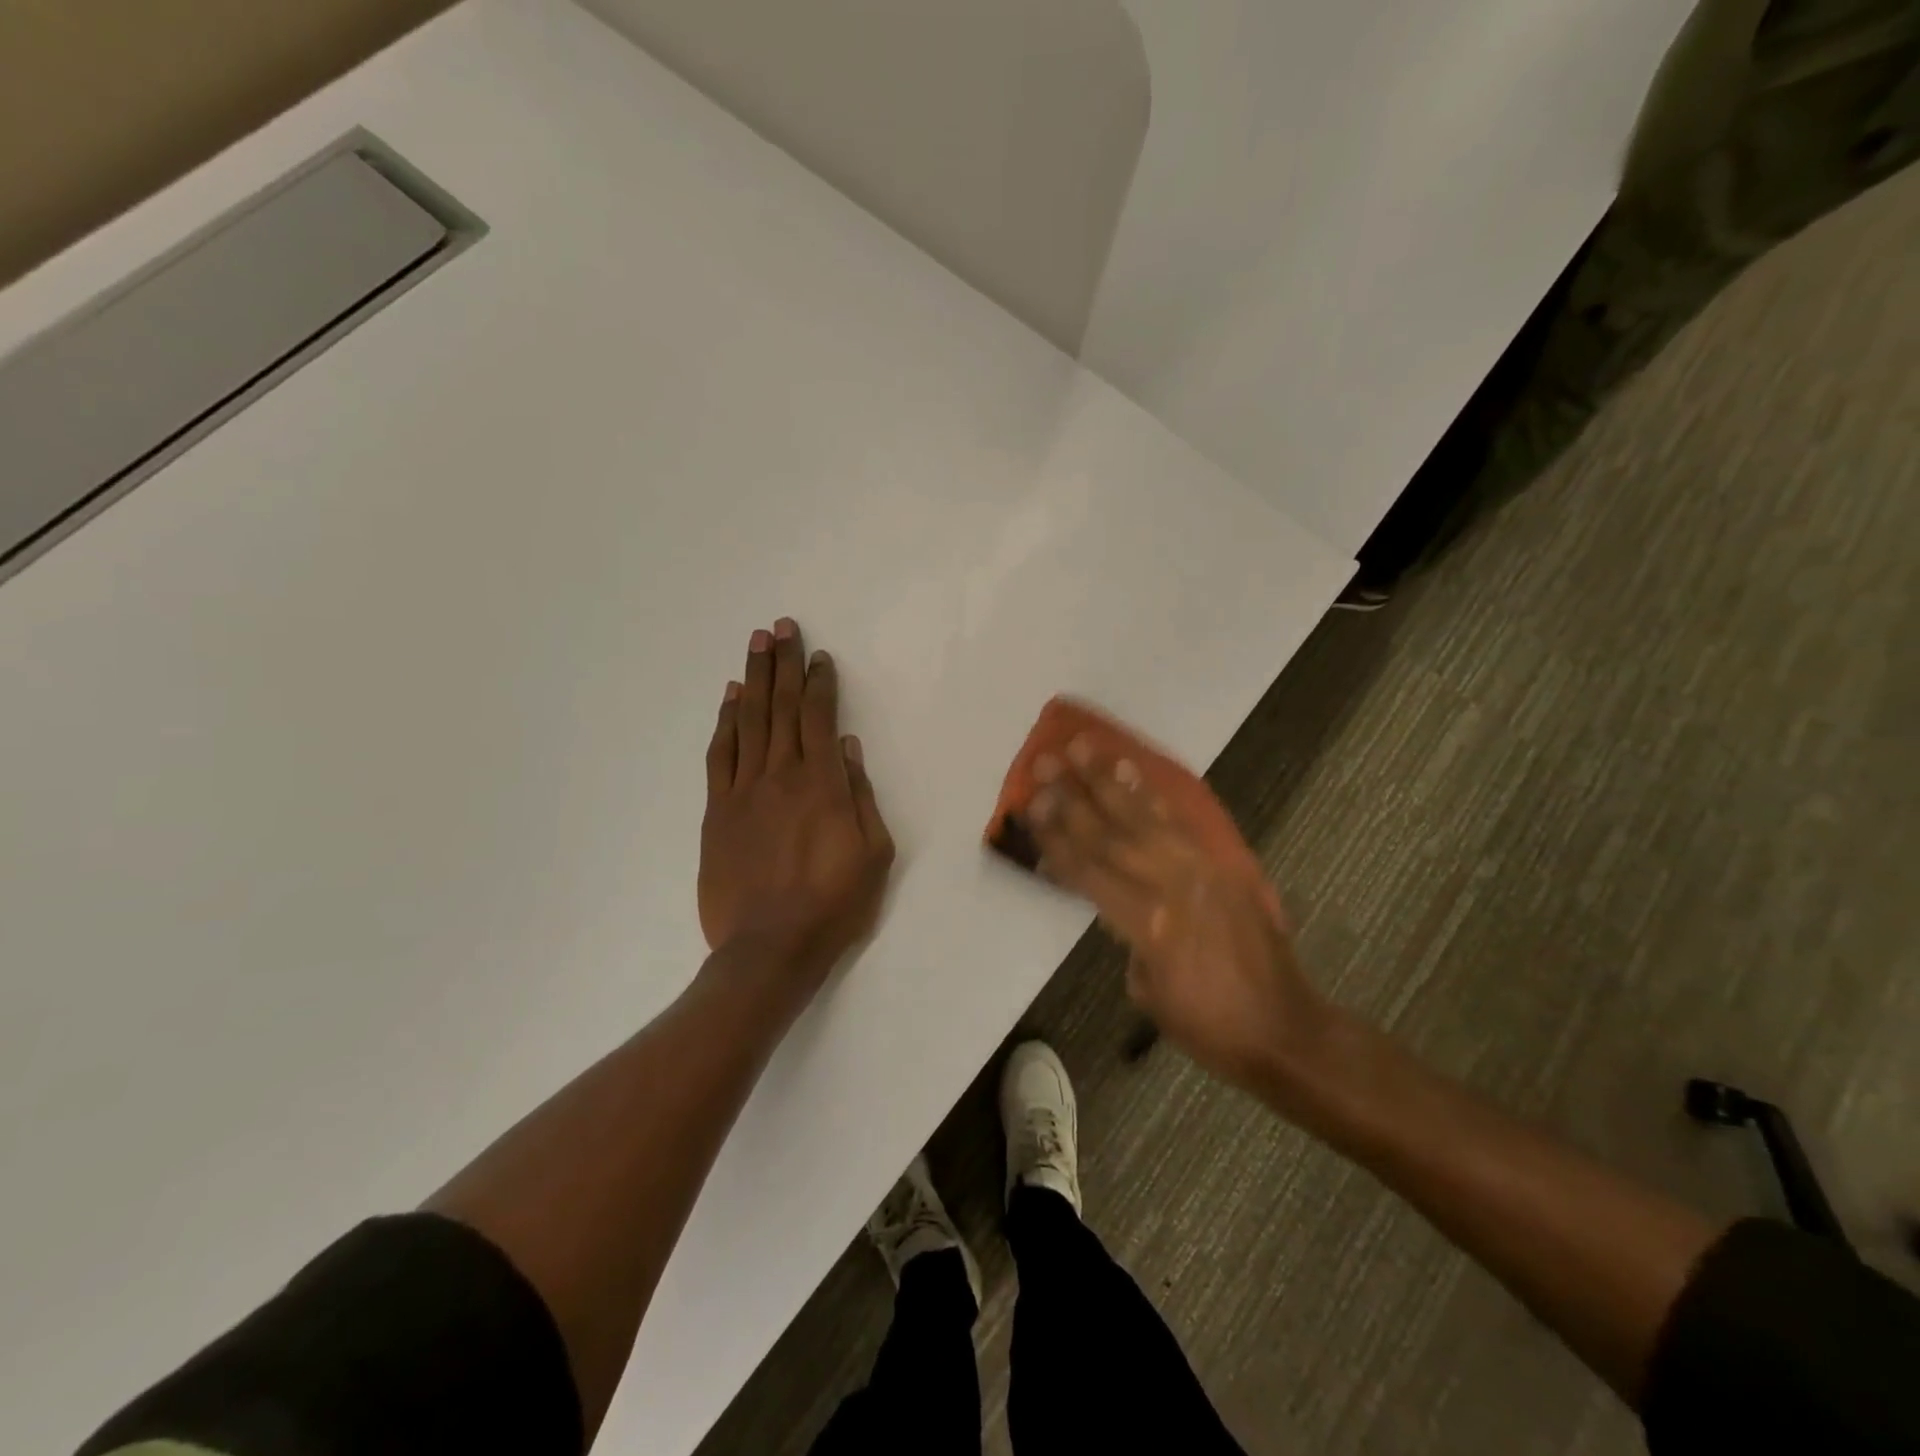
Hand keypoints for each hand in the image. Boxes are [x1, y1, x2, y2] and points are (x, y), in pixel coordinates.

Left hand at [699, 618, 894, 991]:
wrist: (769, 948)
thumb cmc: (834, 904)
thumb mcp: (874, 853)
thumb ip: (860, 795)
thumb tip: (846, 747)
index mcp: (822, 784)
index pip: (818, 717)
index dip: (818, 682)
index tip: (818, 655)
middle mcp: (780, 775)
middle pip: (781, 707)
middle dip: (783, 663)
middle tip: (781, 626)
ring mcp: (743, 791)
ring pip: (748, 721)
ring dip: (753, 679)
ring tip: (756, 644)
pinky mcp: (718, 811)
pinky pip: (720, 754)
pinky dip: (725, 722)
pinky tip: (729, 698)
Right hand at [1025, 737, 1331, 1089]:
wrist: (1284, 1028)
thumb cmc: (1207, 1025)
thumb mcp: (1146, 991)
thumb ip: (1126, 937)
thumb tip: (1115, 899)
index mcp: (1149, 924)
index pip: (1088, 870)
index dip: (1054, 838)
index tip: (1029, 805)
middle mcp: (1173, 885)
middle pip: (1111, 833)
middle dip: (1072, 796)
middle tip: (1042, 762)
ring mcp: (1202, 868)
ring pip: (1145, 815)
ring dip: (1109, 779)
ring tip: (1082, 746)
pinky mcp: (1223, 863)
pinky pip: (1179, 821)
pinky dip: (1151, 794)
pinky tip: (1131, 770)